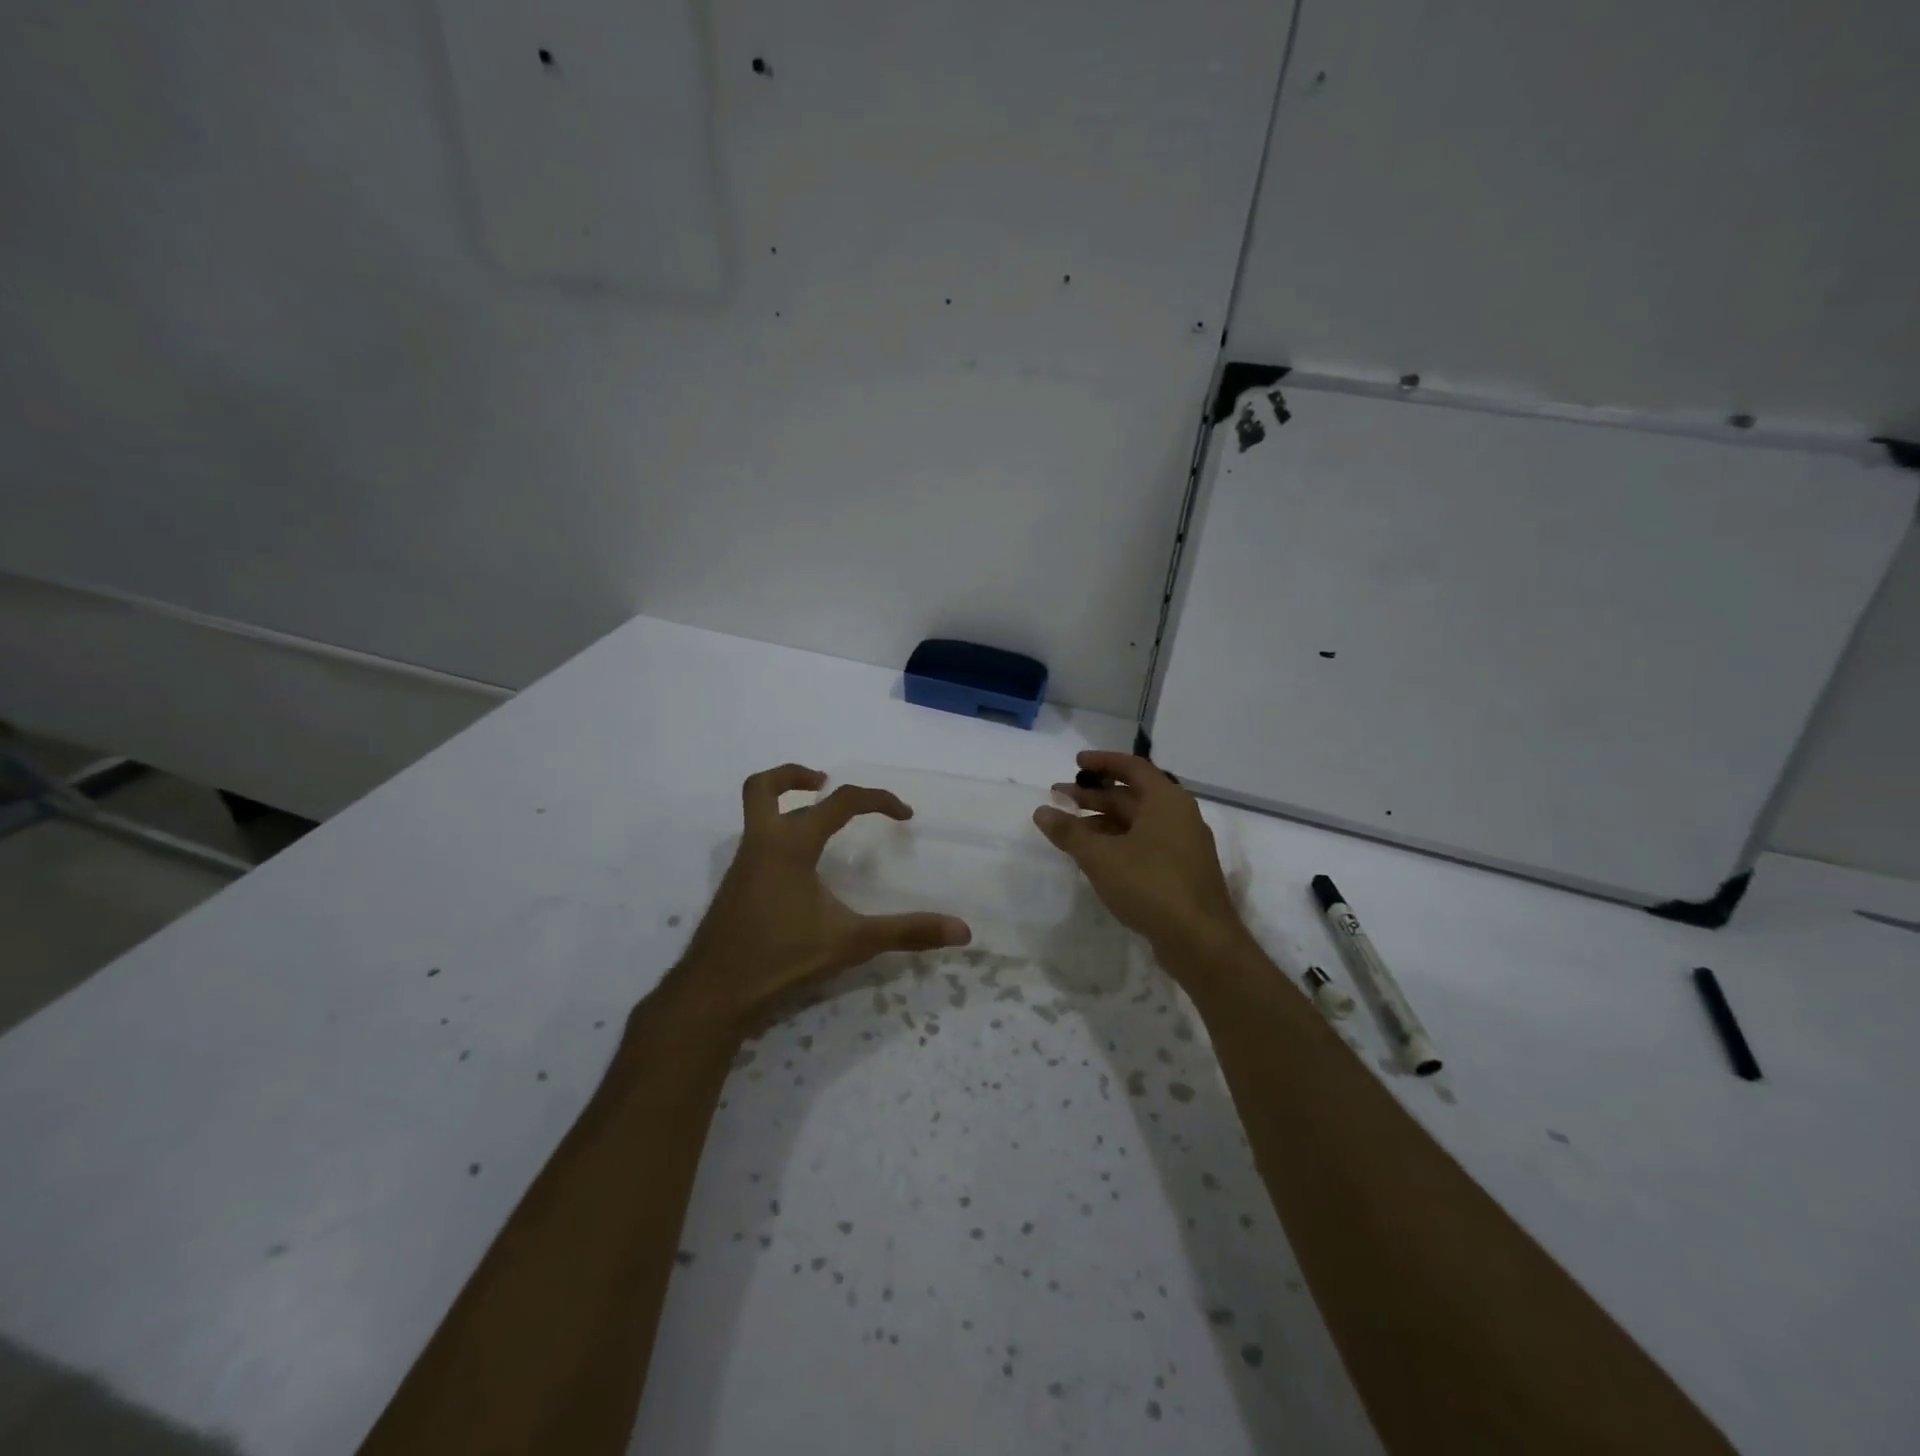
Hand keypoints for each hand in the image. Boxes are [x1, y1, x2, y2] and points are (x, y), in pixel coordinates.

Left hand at [670, 765, 971, 1034]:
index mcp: (790, 845)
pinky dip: (781, 838)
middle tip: (824, 783)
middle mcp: (762, 844)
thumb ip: (906, 932)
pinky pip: (758, 844)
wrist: (714, 993)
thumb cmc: (782, 958)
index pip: (839, 802)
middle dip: (795, 776)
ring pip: (758, 816)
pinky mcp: (735, 888)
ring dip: (787, 808)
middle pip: (764, 787)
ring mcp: (743, 866)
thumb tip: (962, 931)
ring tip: (821, 826)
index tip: (904, 816)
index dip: (877, 800)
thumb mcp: (852, 942)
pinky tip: (803, 872)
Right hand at [1033, 751, 1248, 961]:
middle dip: (1094, 795)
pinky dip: (1118, 841)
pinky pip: (1145, 843)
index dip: (1102, 762)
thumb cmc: (1151, 886)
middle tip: (1059, 796)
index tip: (1075, 763)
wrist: (1200, 941)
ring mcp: (1183, 845)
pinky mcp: (1181, 870)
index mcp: (1166, 800)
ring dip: (1103, 821)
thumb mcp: (1101, 857)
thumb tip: (1042, 811)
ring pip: (1137, 822)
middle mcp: (1178, 815)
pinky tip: (1096, 856)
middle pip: (1132, 795)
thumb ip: (1069, 832)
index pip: (1132, 767)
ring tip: (1069, 829)